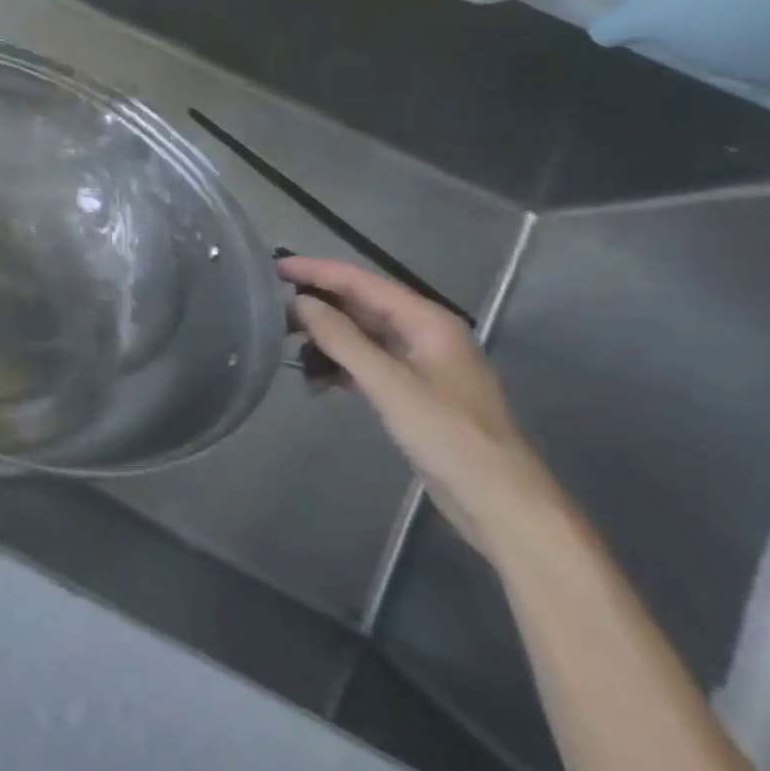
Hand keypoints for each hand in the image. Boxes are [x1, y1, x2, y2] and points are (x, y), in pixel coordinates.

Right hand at [280, 255, 562, 556]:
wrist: (500, 503)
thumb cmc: (449, 437)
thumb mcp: (389, 385)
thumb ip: (342, 340)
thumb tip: (299, 302)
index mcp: (427, 321)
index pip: (362, 282)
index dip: (316, 271)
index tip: (273, 267)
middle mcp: (423, 334)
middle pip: (361, 305)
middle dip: (317, 303)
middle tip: (268, 305)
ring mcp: (418, 364)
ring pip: (361, 335)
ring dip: (324, 337)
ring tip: (283, 343)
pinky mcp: (411, 392)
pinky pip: (366, 364)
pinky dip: (338, 366)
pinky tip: (313, 379)